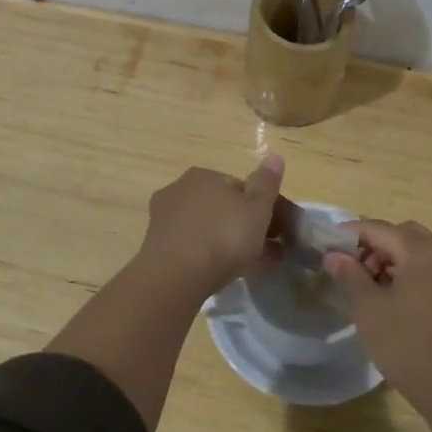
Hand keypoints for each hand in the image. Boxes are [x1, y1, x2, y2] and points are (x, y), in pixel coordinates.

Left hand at [135, 158, 286, 297]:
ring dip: (227, 241)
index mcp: (204, 175)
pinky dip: (207, 255)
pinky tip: (223, 273)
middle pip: (221, 207)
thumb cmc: (223, 237)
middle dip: (243, 225)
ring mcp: (164, 218)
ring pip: (206, 227)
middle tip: (265, 250)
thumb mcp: (257, 209)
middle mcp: (180, 189)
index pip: (239, 187)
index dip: (260, 207)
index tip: (275, 229)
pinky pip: (191, 246)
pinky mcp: (156, 245)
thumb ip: (266, 183)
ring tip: (249, 266)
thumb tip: (275, 156)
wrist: (176, 276)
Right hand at [326, 220, 431, 408]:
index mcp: (423, 252)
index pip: (382, 229)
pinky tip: (397, 299)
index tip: (330, 244)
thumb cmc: (408, 346)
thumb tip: (334, 256)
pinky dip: (414, 273)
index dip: (353, 233)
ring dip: (396, 259)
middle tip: (355, 268)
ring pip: (422, 252)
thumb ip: (350, 275)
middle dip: (377, 245)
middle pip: (405, 235)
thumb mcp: (369, 309)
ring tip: (373, 287)